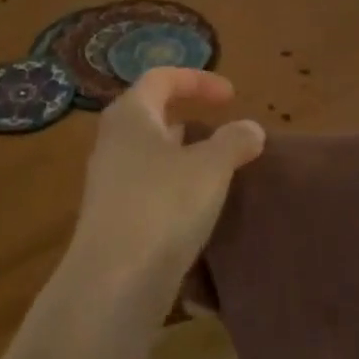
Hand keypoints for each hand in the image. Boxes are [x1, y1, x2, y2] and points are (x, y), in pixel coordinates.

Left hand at [70, 67, 265, 290]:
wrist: (115, 279)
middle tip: (221, 133)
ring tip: (217, 172)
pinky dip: (174, 188)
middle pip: (151, 116)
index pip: (160, 78)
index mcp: (130, 116)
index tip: (232, 96)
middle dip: (188, 120)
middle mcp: (112, 143)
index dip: (197, 80)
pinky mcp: (112, 218)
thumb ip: (234, 141)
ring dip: (183, 157)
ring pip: (149, 155)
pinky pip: (147, 188)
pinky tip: (197, 209)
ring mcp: (108, 183)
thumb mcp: (211, 168)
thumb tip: (250, 129)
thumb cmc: (163, 205)